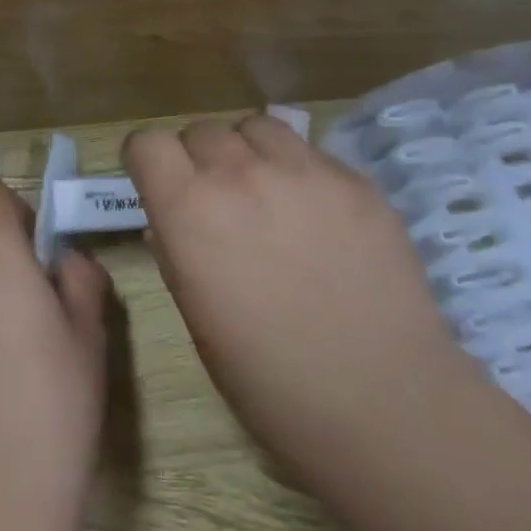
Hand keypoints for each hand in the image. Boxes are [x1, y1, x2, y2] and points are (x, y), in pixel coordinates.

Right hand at [125, 116, 465, 494]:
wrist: (383, 405)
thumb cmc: (269, 381)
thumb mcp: (196, 315)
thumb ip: (178, 249)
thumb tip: (175, 219)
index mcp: (190, 211)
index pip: (147, 143)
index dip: (147, 161)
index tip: (158, 183)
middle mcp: (240, 175)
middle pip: (201, 130)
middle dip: (198, 159)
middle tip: (218, 199)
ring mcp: (304, 171)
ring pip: (256, 126)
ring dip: (248, 152)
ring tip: (266, 191)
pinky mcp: (355, 180)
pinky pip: (310, 152)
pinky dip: (300, 171)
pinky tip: (319, 216)